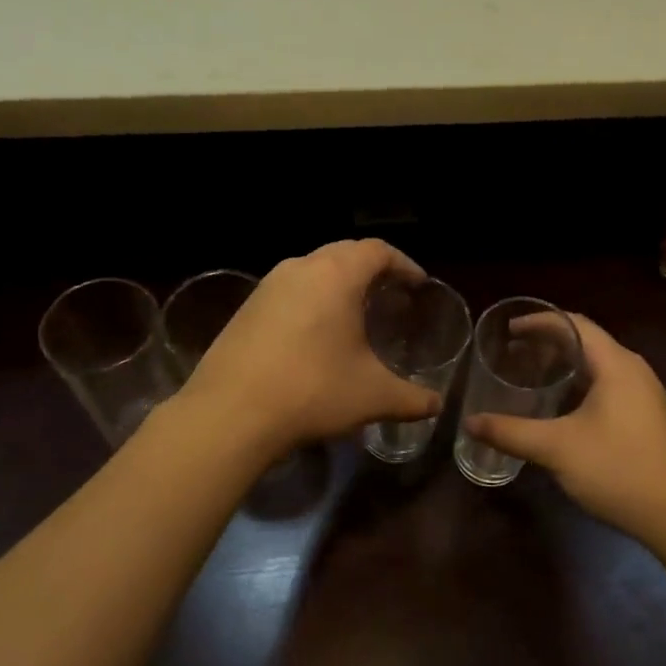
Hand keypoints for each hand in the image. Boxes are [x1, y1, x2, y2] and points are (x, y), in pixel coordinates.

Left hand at [178, 240, 441, 454]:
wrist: (230, 414)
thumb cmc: (313, 391)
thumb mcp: (373, 397)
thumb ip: (412, 399)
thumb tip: (435, 405)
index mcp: (336, 275)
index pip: (378, 251)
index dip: (403, 264)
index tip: (417, 284)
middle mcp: (300, 269)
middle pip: (344, 253)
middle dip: (371, 269)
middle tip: (390, 294)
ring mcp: (267, 286)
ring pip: (312, 269)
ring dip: (337, 283)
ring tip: (354, 312)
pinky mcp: (245, 309)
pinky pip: (288, 291)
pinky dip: (310, 300)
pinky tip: (314, 334)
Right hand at [464, 313, 665, 549]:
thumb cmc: (619, 469)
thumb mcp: (557, 449)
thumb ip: (511, 432)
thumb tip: (470, 422)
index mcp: (616, 364)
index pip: (574, 324)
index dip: (539, 322)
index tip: (508, 330)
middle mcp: (633, 370)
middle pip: (587, 341)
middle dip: (548, 343)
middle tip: (513, 354)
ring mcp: (645, 394)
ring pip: (598, 366)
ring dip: (564, 366)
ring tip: (531, 377)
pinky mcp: (648, 417)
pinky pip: (608, 386)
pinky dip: (579, 386)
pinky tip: (561, 409)